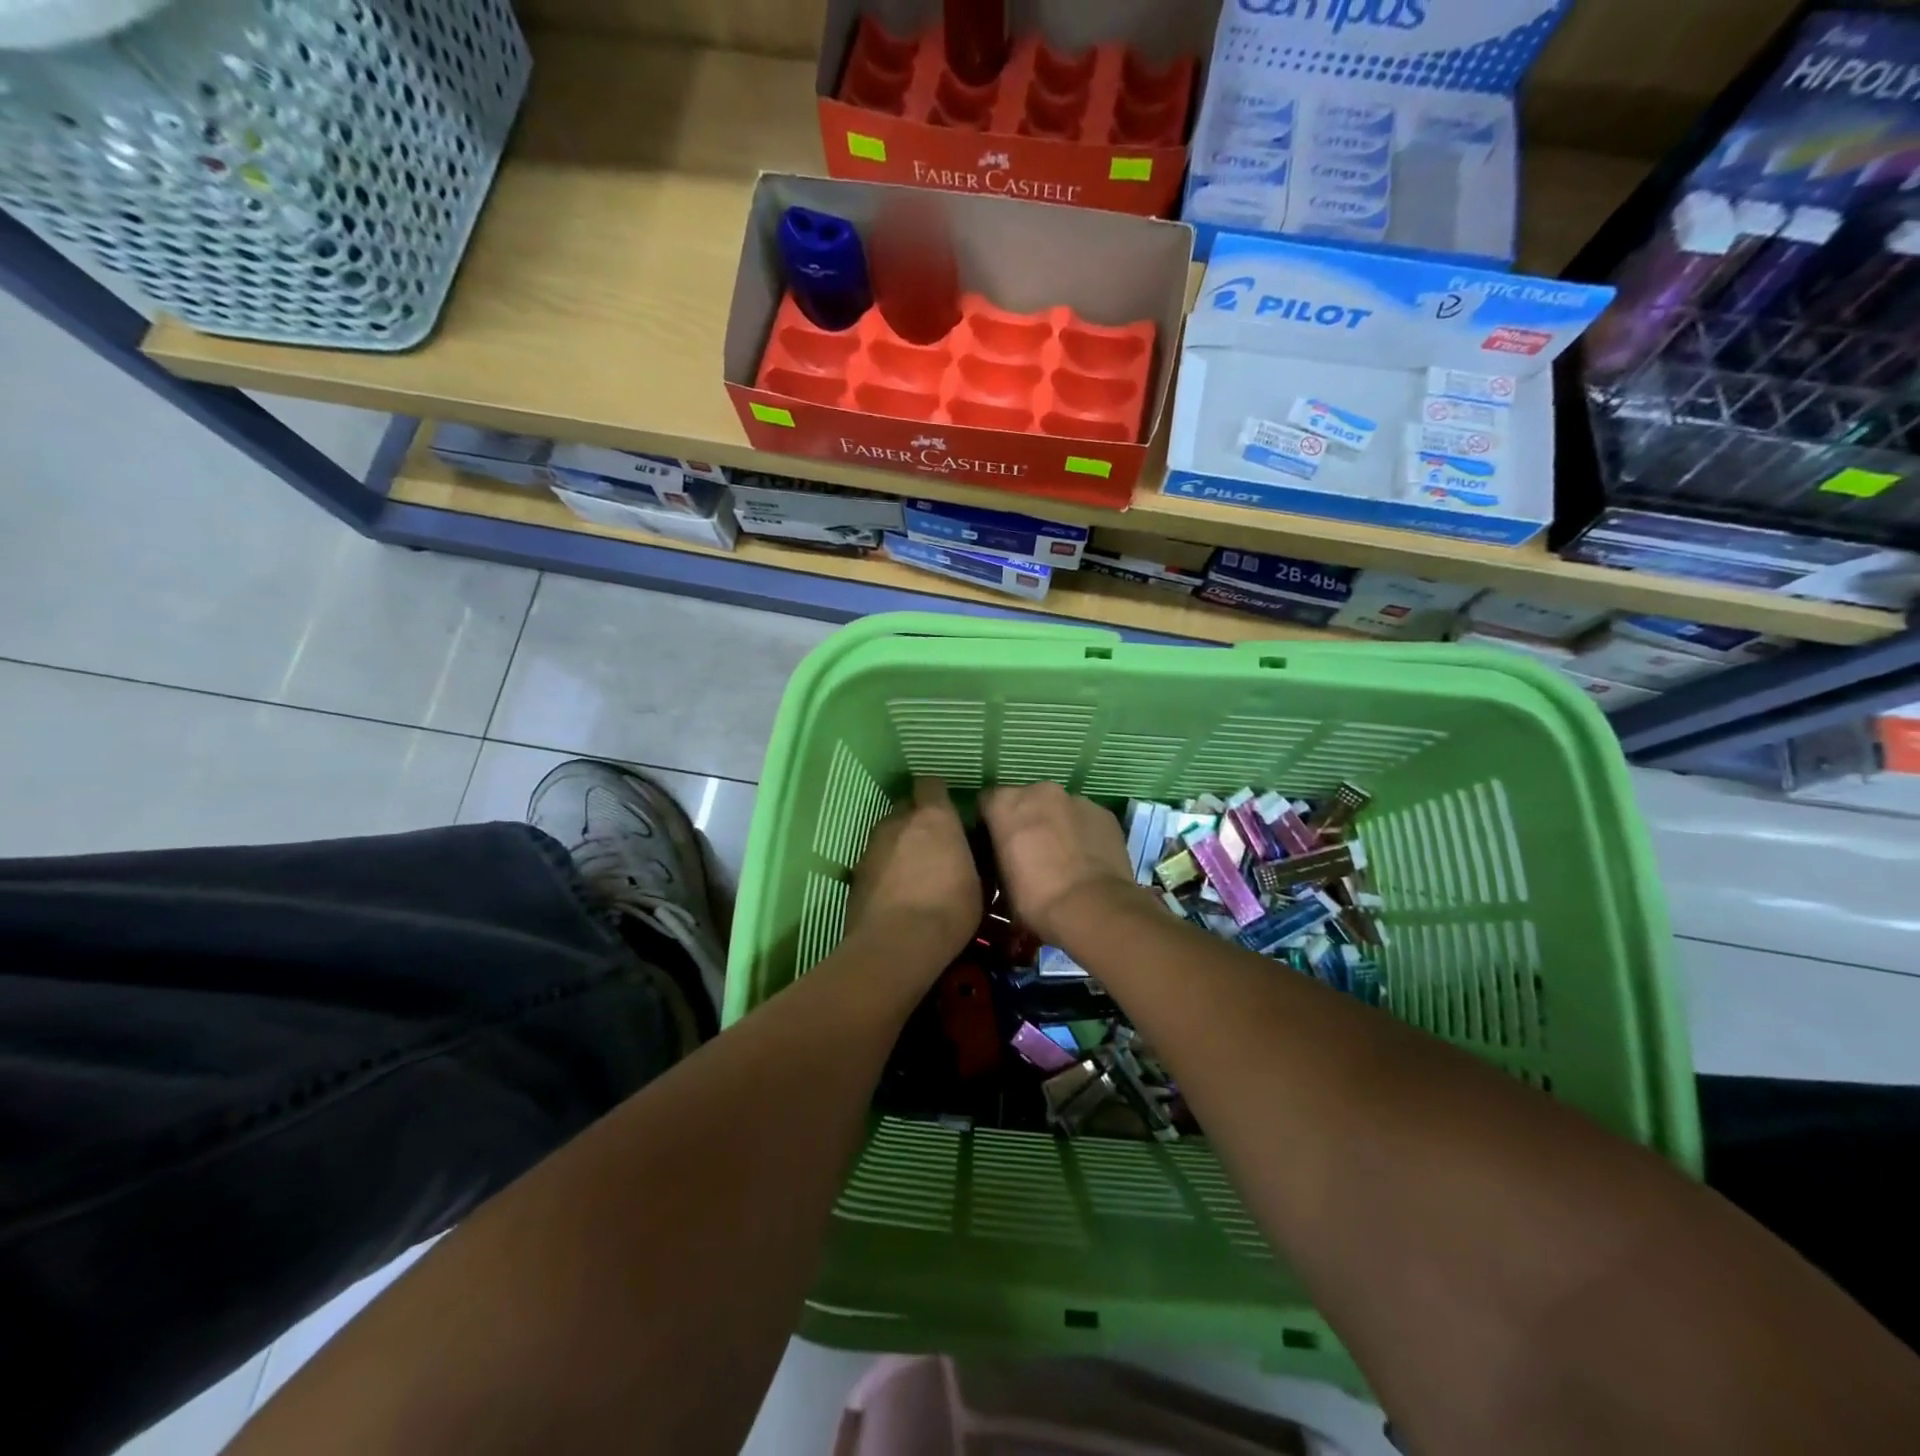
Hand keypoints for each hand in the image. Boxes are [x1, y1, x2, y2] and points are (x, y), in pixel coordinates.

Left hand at [847, 777, 981, 965]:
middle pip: (905, 807)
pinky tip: (894, 891)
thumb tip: (968, 851)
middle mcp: (899, 822)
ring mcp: (872, 845)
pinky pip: (874, 860)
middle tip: (931, 843)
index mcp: (934, 817)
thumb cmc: (949, 909)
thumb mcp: (977, 884)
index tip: (946, 810)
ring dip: (898, 844)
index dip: (936, 795)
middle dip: (916, 819)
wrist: (897, 944)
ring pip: (887, 834)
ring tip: (911, 871)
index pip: (930, 784)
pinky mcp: (855, 872)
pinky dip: (883, 869)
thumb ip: (968, 856)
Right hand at [980, 782, 1138, 947]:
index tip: (995, 846)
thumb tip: (1007, 859)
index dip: (990, 824)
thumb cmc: (1035, 899)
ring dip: (1056, 825)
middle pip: (1026, 800)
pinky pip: (1086, 819)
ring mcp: (1077, 799)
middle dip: (1026, 820)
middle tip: (1030, 852)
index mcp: (1005, 803)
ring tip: (1062, 858)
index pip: (988, 802)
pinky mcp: (1105, 813)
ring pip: (1059, 808)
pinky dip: (1082, 833)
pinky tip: (1086, 860)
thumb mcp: (1001, 882)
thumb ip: (1000, 856)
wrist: (1092, 908)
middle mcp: (1040, 791)